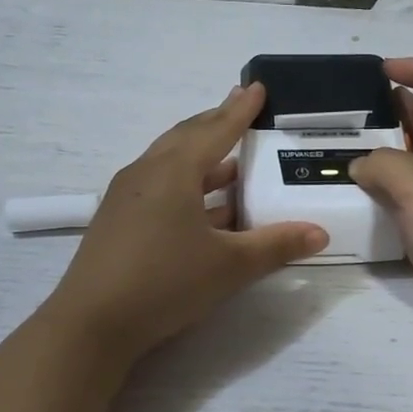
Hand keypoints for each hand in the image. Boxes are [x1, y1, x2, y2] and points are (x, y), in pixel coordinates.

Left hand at [45, 83, 328, 365]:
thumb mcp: (230, 266)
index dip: (240, 110)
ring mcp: (126, 196)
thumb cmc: (165, 282)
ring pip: (170, 163)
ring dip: (202, 158)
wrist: (92, 324)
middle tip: (241, 111)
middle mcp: (146, 173)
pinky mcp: (117, 220)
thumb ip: (276, 245)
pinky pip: (159, 186)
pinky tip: (204, 207)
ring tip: (231, 160)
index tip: (256, 87)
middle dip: (216, 124)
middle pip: (187, 138)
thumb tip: (320, 233)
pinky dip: (186, 184)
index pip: (215, 130)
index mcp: (174, 171)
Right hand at [351, 58, 412, 345]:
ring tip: (340, 153)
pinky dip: (380, 196)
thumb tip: (360, 166)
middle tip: (351, 112)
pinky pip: (402, 203)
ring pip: (410, 166)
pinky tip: (354, 200)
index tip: (383, 68)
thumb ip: (382, 164)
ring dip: (381, 155)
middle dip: (394, 110)